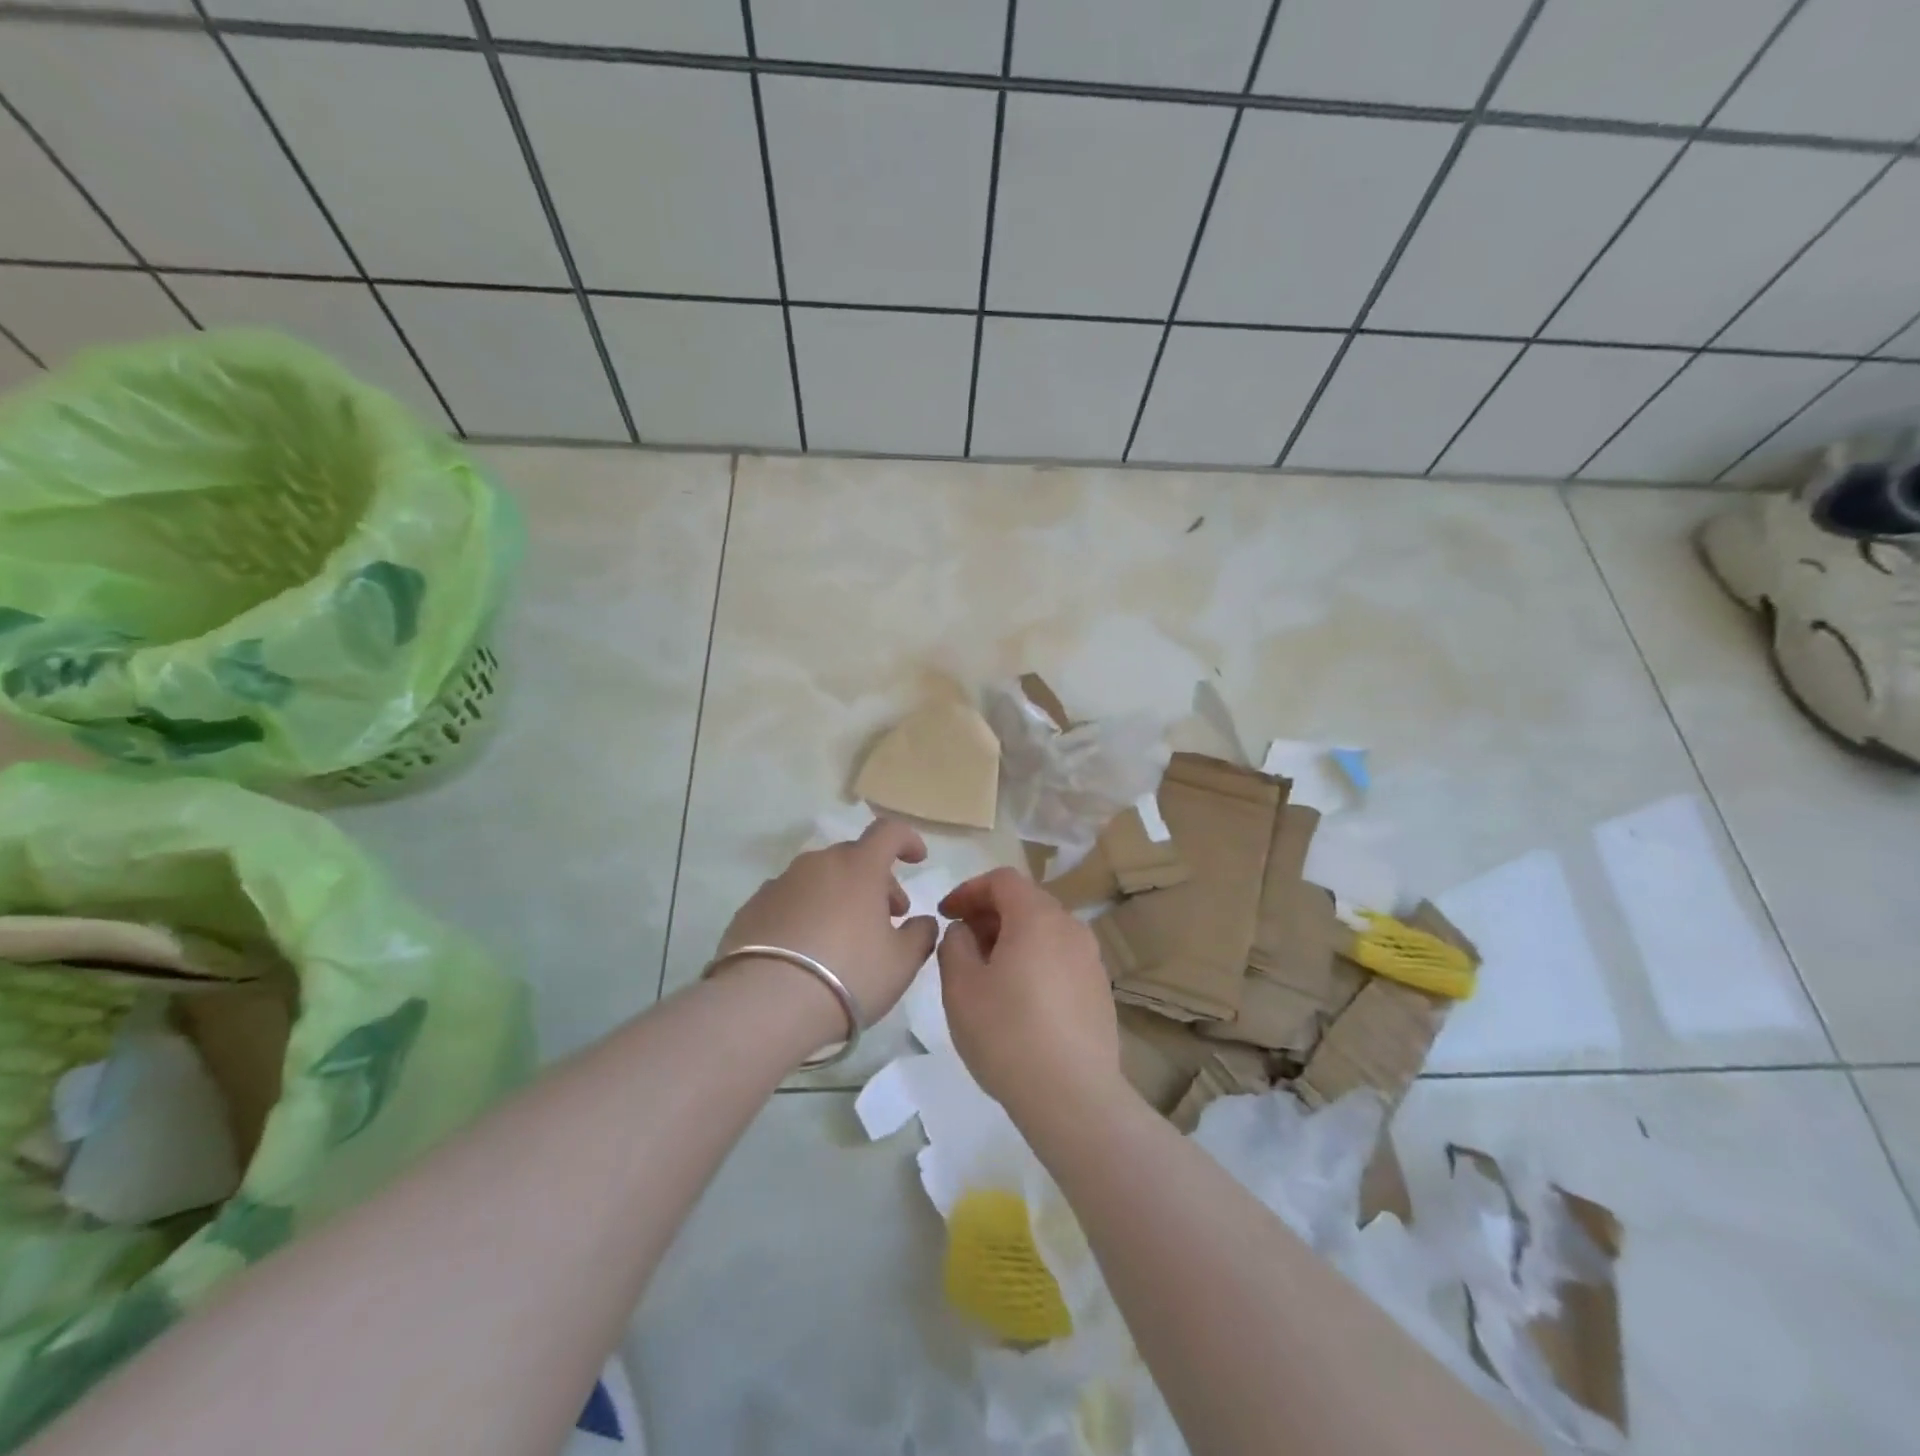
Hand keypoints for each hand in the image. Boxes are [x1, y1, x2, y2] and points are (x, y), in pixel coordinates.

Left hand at [717, 818, 937, 1033]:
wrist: (766, 1004)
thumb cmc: (849, 975)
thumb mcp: (902, 962)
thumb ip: (921, 934)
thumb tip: (923, 921)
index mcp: (859, 866)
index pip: (889, 832)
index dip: (907, 840)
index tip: (917, 859)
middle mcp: (818, 864)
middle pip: (854, 858)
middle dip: (876, 880)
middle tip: (887, 917)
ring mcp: (780, 883)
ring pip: (820, 878)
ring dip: (839, 896)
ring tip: (844, 937)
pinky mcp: (752, 908)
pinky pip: (790, 900)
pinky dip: (805, 913)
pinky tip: (806, 950)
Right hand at [936, 868, 1120, 1116]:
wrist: (1072, 1096)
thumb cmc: (1007, 1034)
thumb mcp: (961, 987)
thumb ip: (955, 945)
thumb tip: (965, 932)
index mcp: (1037, 917)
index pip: (1002, 880)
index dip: (969, 890)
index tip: (946, 914)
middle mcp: (1071, 928)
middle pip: (1026, 902)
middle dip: (989, 914)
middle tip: (961, 942)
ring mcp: (1090, 960)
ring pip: (1045, 931)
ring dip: (1012, 938)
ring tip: (986, 972)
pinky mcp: (1099, 990)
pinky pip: (1060, 959)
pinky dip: (1034, 961)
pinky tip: (1018, 999)